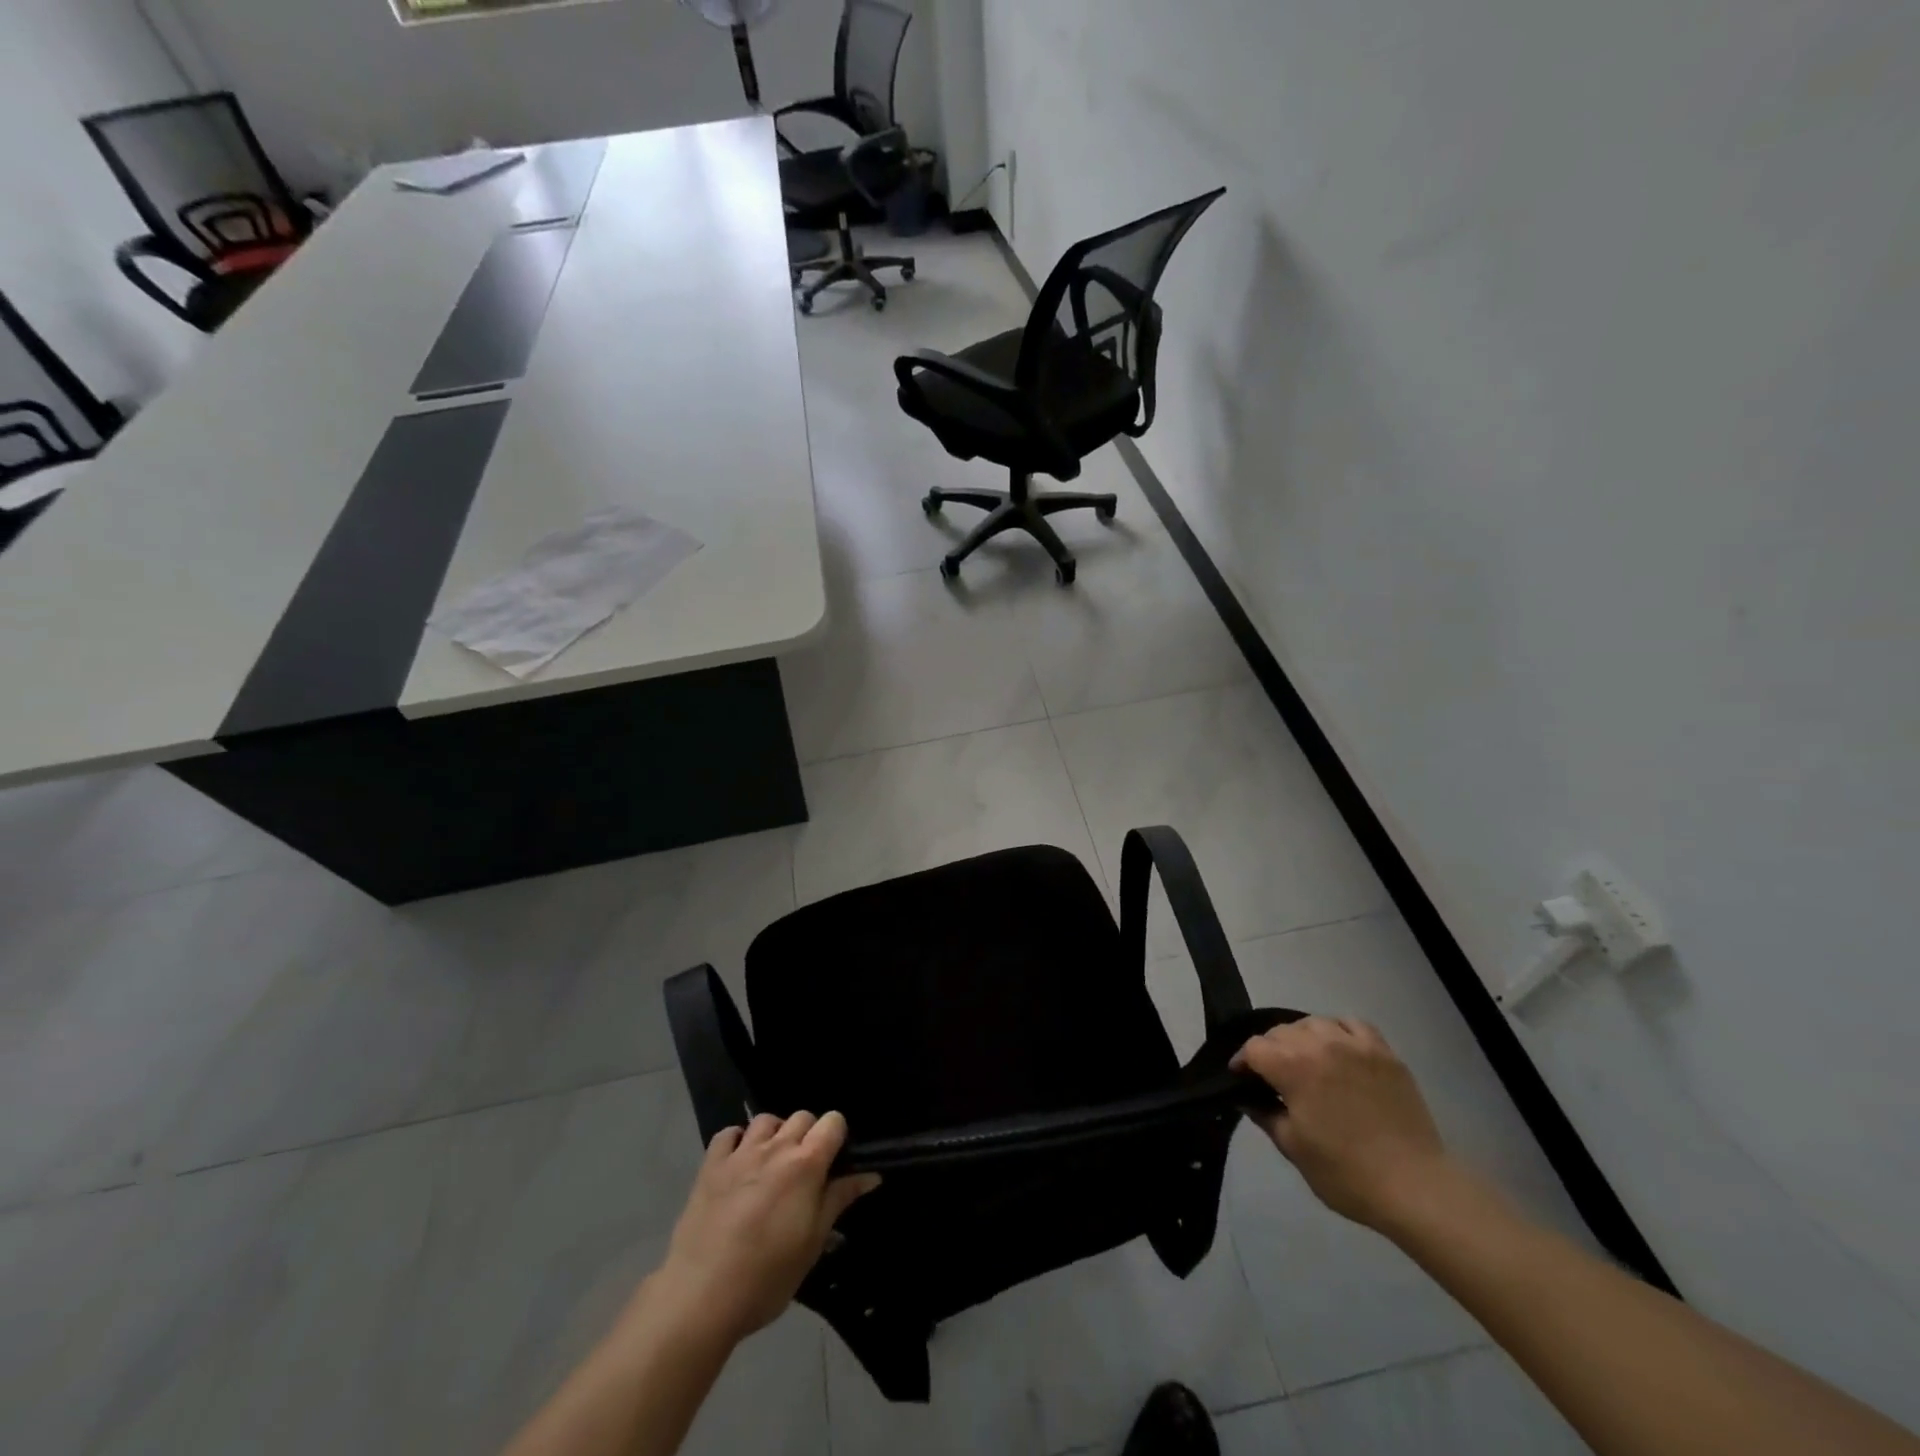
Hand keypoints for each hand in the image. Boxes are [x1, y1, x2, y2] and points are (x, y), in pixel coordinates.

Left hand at [652, 1111, 879, 1343]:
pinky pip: (729, 1134)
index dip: (837, 1136)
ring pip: (767, 1120)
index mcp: (806, 1164)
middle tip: (805, 1170)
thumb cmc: (767, 1276)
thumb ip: (840, 1200)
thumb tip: (871, 1175)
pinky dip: (738, 1140)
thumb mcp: (813, 1243)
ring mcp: (740, 1153)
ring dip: (776, 1134)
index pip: (833, 1121)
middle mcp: (775, 1147)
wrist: (701, 1295)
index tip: (835, 1162)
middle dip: (809, 1135)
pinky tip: (740, 1162)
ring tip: (773, 1163)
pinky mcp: (711, 1165)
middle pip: (802, 1116)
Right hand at [1232, 1017, 1450, 1230]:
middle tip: (1273, 1075)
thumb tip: (1248, 1098)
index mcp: (1293, 1067)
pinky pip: (1353, 1024)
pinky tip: (1339, 1048)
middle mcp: (1320, 1045)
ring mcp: (1355, 1045)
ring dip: (1302, 1037)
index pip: (1254, 1048)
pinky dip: (1339, 1030)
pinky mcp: (1384, 1053)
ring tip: (1306, 1059)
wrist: (1415, 1187)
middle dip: (1270, 1049)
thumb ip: (1266, 1115)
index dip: (1242, 1062)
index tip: (1241, 1079)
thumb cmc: (1346, 1173)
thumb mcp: (1293, 1149)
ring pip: (1314, 1023)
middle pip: (1281, 1031)